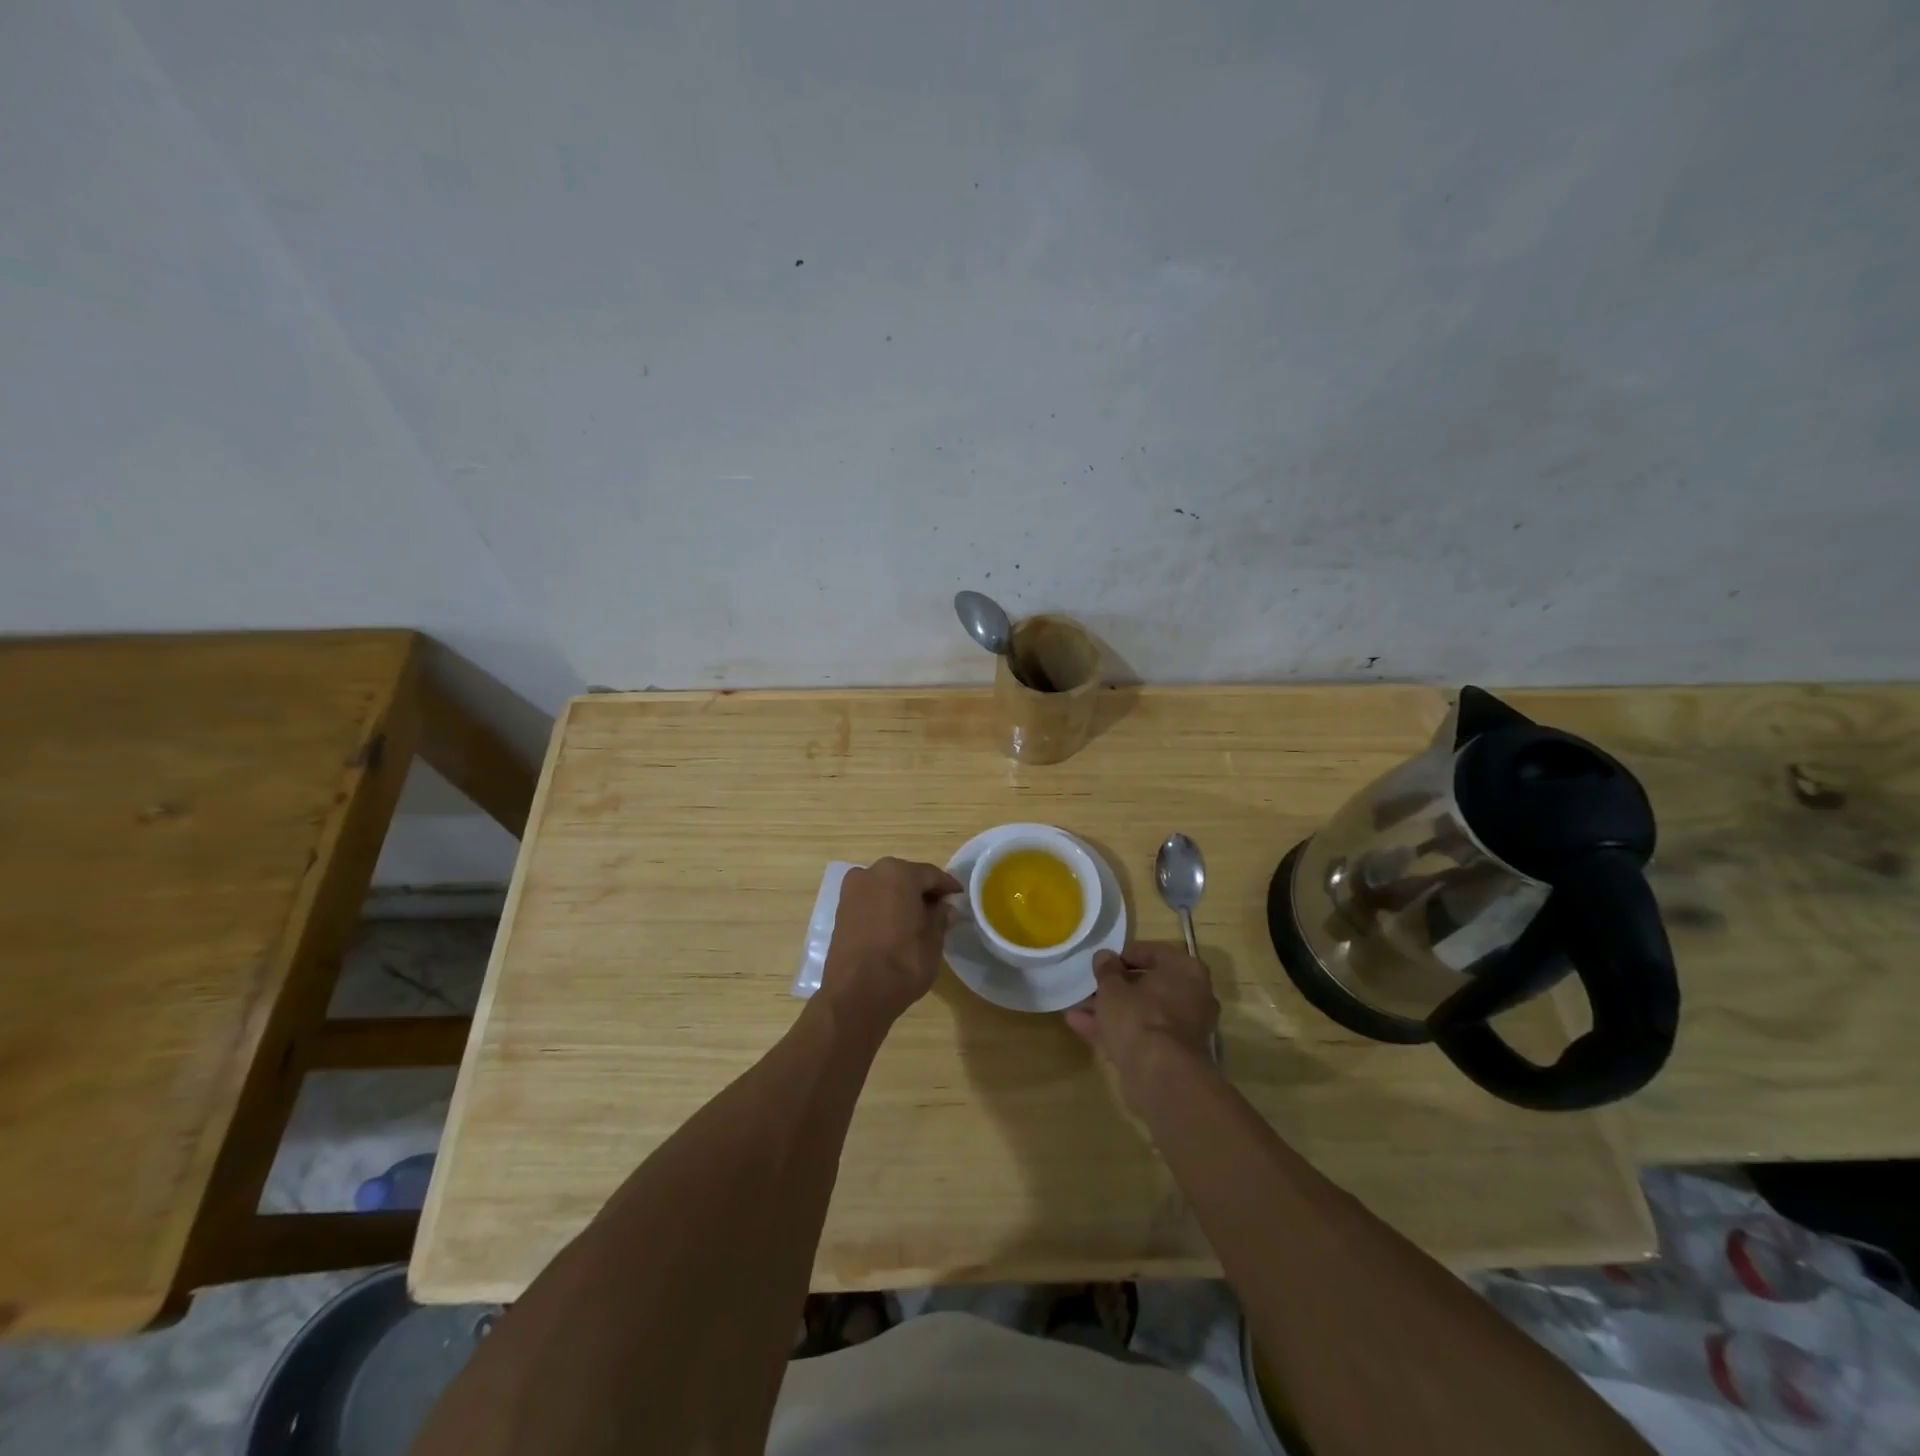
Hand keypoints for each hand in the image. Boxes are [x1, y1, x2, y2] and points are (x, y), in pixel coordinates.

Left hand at [821, 857, 962, 1029]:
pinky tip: (895, 924)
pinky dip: (884, 906)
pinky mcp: (841, 909)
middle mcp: (872, 873)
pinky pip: (870, 899)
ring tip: (918, 918)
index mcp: (899, 874)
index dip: (947, 887)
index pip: (931, 874)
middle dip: (923, 890)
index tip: (959, 897)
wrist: (855, 995)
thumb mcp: (933, 941)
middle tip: (940, 908)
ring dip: (902, 897)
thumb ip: (940, 917)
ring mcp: (852, 890)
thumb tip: (945, 907)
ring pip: (886, 887)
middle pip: (906, 876)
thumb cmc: (902, 963)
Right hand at [1066, 941, 1218, 1110]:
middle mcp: (1193, 996)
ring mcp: (1185, 1028)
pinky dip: (1116, 1031)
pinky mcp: (1173, 1055)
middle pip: (1148, 986)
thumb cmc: (1139, 1017)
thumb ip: (1106, 969)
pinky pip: (1142, 1034)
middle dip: (1115, 988)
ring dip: (1111, 1011)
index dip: (1123, 956)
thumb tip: (1104, 957)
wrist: (1161, 1077)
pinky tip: (1082, 1027)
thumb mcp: (1113, 987)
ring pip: (1142, 1012)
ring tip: (1076, 1009)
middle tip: (1089, 988)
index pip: (1153, 952)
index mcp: (1186, 970)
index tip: (1101, 963)